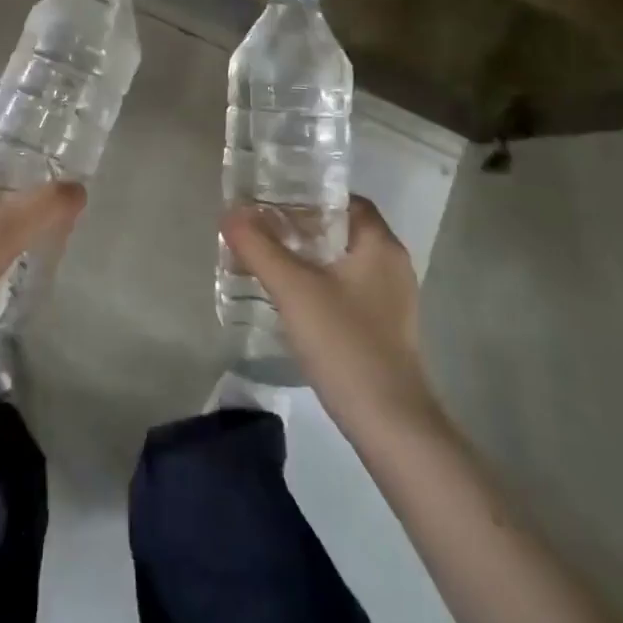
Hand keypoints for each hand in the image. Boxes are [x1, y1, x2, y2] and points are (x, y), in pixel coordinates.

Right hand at [221, 195, 444, 435]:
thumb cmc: (345, 343)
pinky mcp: (383, 329)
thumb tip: (230, 214)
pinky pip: (346, 290)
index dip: (308, 197)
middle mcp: (391, 265)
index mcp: (380, 245)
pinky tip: (290, 300)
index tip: (271, 203)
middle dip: (300, 228)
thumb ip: (258, 247)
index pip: (345, 201)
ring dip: (306, 258)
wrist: (390, 424)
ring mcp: (390, 300)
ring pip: (342, 262)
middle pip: (341, 230)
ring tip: (266, 262)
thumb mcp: (293, 289)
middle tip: (259, 231)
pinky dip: (318, 285)